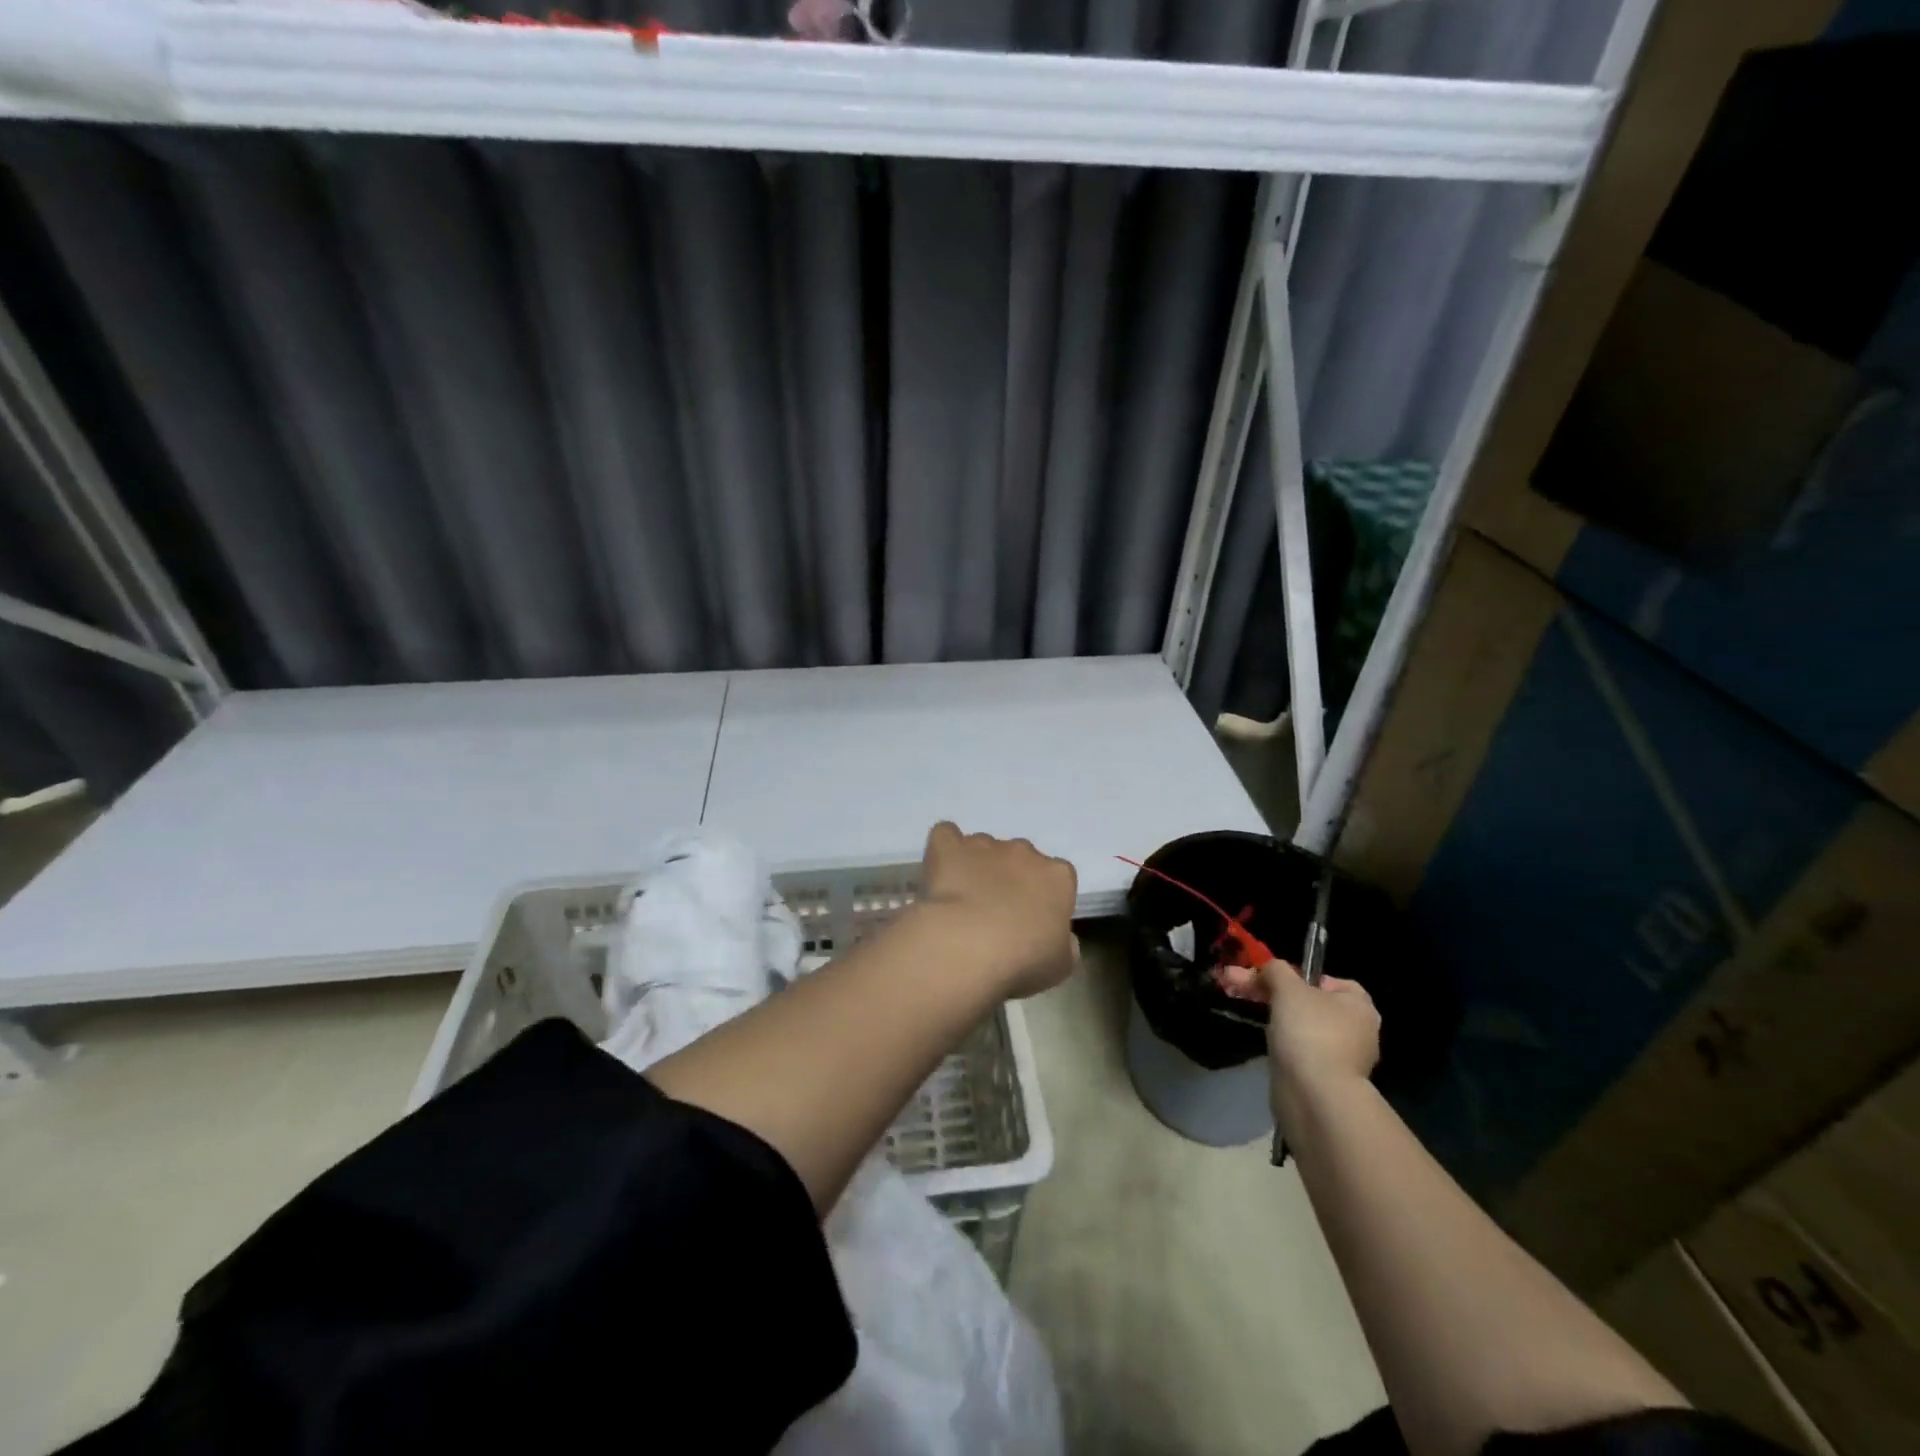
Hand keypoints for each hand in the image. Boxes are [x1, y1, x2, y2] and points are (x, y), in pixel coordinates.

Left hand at [914, 822, 1077, 998]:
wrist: (967, 946)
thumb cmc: (1021, 960)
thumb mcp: (1060, 965)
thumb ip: (1064, 945)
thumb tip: (1060, 938)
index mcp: (1057, 877)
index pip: (1057, 878)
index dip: (1043, 897)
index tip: (1031, 921)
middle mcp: (1024, 852)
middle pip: (1020, 858)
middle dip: (1009, 878)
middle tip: (994, 912)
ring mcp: (985, 844)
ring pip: (983, 848)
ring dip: (976, 866)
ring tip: (962, 900)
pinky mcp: (949, 846)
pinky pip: (946, 836)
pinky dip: (944, 848)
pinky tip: (940, 869)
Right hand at [1263, 959, 1379, 1117]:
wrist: (1314, 1095)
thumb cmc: (1309, 1031)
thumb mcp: (1287, 987)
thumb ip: (1276, 970)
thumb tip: (1268, 969)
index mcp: (1360, 1006)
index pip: (1334, 981)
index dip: (1305, 977)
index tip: (1280, 981)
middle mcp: (1358, 1031)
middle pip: (1313, 1003)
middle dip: (1278, 994)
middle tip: (1246, 990)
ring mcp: (1344, 1058)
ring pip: (1305, 1028)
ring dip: (1279, 1020)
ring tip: (1252, 1016)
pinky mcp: (1327, 1080)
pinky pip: (1303, 1053)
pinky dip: (1286, 1048)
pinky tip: (1269, 1047)